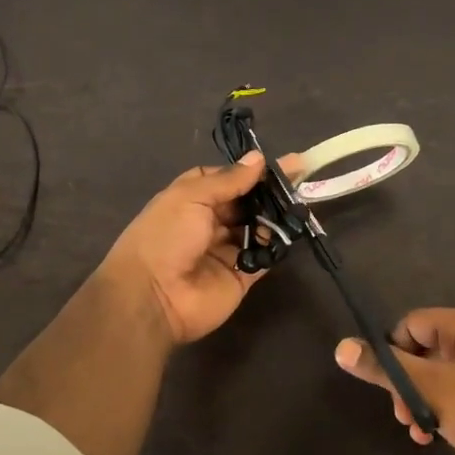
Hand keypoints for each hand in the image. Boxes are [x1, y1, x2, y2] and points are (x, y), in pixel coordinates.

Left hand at [99, 151, 298, 344]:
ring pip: (258, 229)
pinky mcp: (241, 276)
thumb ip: (229, 180)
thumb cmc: (166, 236)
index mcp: (190, 199)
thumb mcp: (191, 196)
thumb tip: (258, 158)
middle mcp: (209, 223)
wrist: (153, 296)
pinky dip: (276, 246)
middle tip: (301, 178)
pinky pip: (264, 258)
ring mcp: (226, 250)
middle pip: (245, 203)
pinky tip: (290, 231)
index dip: (248, 171)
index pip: (225, 180)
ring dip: (275, 217)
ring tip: (299, 203)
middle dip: (269, 192)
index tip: (278, 164)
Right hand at [335, 308, 454, 454]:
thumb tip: (341, 347)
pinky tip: (436, 436)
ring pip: (440, 376)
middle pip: (424, 350)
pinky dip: (443, 410)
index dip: (393, 352)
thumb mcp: (430, 390)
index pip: (412, 324)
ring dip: (422, 401)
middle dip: (407, 384)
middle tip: (403, 415)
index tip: (387, 387)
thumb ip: (385, 368)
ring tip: (418, 431)